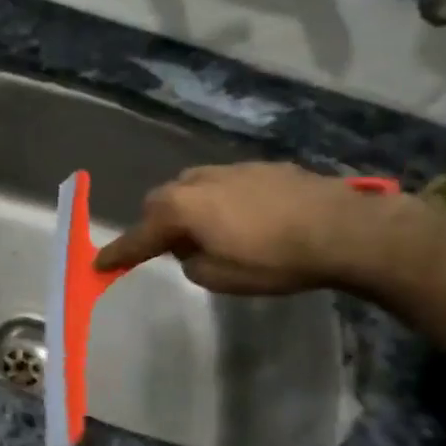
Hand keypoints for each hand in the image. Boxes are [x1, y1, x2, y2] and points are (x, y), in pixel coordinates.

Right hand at [93, 162, 397, 293]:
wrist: (347, 230)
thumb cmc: (275, 259)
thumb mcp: (219, 278)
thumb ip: (190, 262)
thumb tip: (191, 249)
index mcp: (180, 208)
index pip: (138, 236)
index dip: (118, 253)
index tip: (98, 264)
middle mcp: (197, 181)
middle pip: (161, 201)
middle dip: (159, 223)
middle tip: (170, 247)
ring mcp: (232, 169)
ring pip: (194, 188)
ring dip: (192, 209)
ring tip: (212, 232)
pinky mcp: (264, 167)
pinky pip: (226, 185)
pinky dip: (223, 202)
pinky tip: (247, 220)